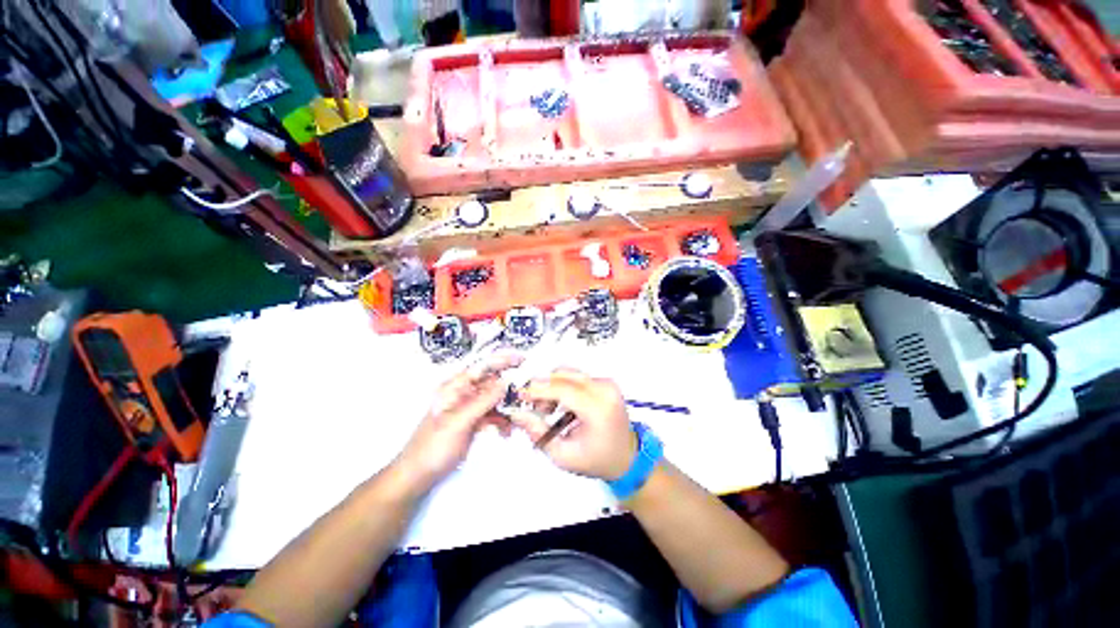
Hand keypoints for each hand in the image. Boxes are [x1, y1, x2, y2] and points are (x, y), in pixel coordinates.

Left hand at [394, 354, 522, 491]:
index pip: (482, 366)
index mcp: (455, 387)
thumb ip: (483, 400)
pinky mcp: (474, 422)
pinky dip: (502, 421)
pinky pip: (493, 415)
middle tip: (528, 393)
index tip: (523, 359)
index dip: (502, 360)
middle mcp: (463, 393)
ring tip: (519, 417)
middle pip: (491, 382)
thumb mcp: (459, 422)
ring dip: (508, 407)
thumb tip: (506, 382)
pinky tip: (507, 431)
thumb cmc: (433, 446)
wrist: (417, 476)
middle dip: (509, 387)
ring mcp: (469, 408)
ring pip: (495, 400)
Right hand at [511, 369, 636, 480]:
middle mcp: (605, 390)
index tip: (520, 395)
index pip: (563, 389)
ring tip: (549, 409)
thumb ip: (539, 433)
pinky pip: (577, 377)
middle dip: (543, 387)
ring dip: (553, 386)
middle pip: (565, 375)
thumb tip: (517, 414)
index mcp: (599, 409)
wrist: (627, 456)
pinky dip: (563, 387)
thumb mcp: (563, 456)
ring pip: (569, 373)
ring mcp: (607, 383)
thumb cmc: (597, 460)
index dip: (538, 389)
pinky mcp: (606, 382)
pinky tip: (561, 405)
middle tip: (534, 407)